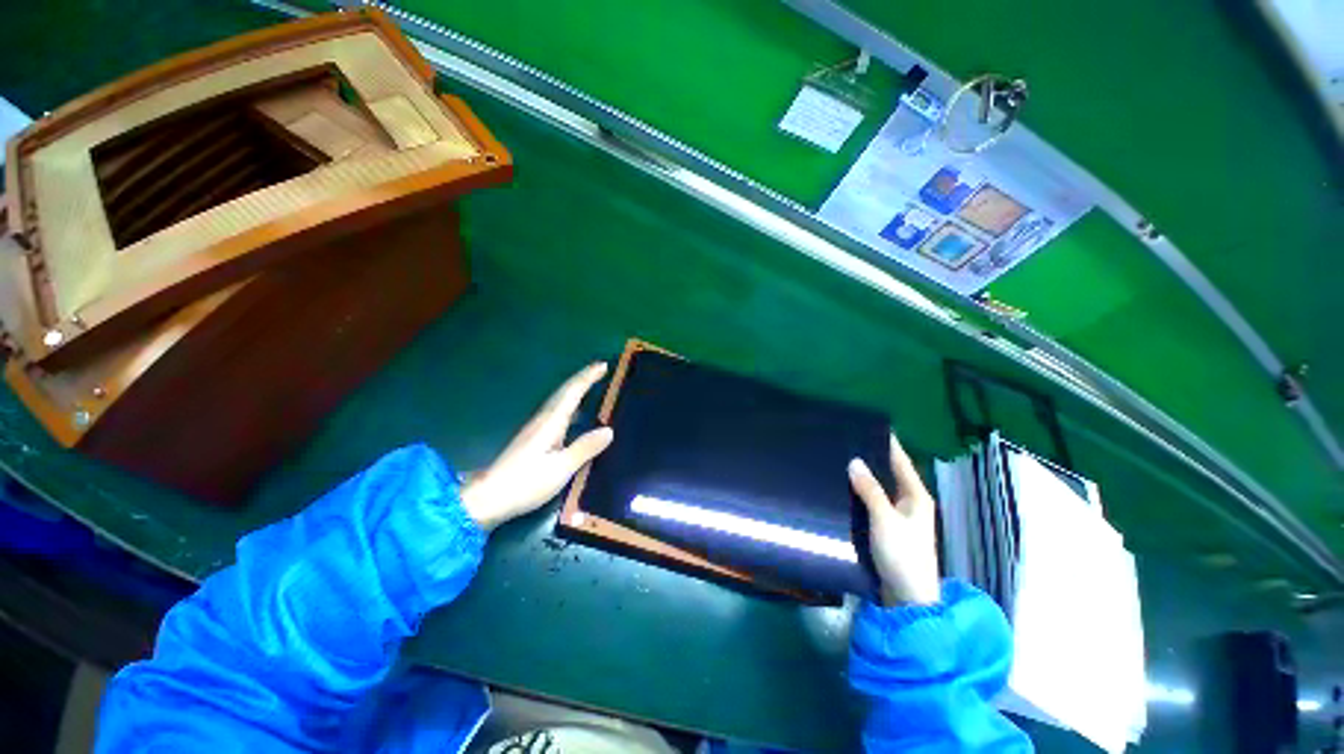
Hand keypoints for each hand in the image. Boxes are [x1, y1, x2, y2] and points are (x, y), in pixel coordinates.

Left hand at [460, 363, 613, 529]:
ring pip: (559, 401)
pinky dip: (569, 404)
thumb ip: (585, 448)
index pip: (572, 393)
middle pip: (564, 392)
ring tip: (591, 385)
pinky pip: (556, 412)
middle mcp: (543, 420)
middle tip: (601, 369)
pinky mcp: (533, 439)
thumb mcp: (561, 468)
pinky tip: (575, 415)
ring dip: (575, 389)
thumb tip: (609, 430)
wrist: (488, 499)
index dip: (588, 378)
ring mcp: (536, 429)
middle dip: (582, 378)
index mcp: (551, 423)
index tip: (603, 365)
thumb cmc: (525, 483)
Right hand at [848, 434, 940, 605]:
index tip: (872, 427)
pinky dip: (861, 493)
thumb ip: (870, 490)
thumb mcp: (885, 519)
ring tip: (841, 460)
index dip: (889, 444)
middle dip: (872, 458)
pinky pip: (873, 502)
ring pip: (880, 489)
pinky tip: (845, 488)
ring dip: (865, 476)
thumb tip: (854, 461)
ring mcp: (899, 518)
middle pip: (890, 474)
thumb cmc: (903, 555)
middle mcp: (910, 503)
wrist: (907, 598)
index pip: (901, 462)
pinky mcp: (887, 529)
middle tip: (847, 442)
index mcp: (916, 497)